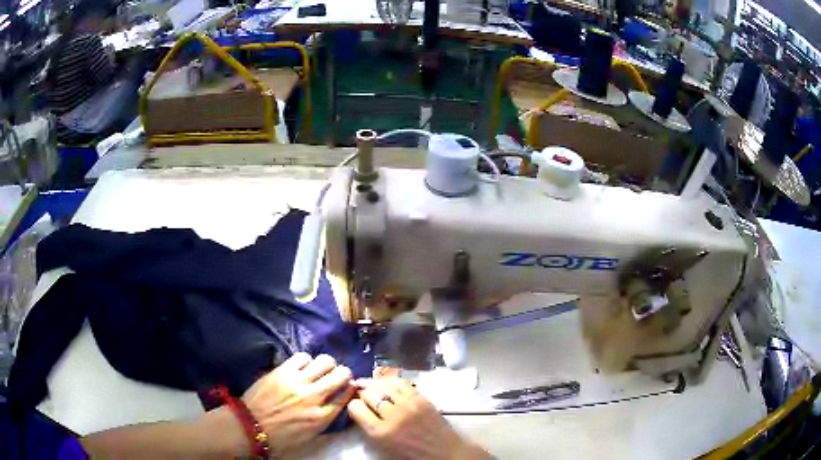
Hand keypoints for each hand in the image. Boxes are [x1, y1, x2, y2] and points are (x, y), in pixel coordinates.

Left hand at [242, 353, 353, 456]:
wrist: (250, 426)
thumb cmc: (281, 437)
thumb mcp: (310, 435)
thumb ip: (326, 418)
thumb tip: (336, 403)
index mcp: (322, 417)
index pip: (346, 395)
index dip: (350, 388)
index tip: (347, 387)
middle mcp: (314, 397)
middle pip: (341, 375)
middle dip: (343, 374)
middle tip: (336, 376)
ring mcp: (298, 382)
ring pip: (325, 361)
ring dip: (326, 365)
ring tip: (319, 369)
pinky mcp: (282, 371)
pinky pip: (303, 356)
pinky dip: (306, 360)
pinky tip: (302, 367)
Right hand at [347, 378, 490, 459]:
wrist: (443, 452)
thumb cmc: (410, 454)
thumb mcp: (382, 446)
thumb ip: (368, 427)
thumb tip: (358, 409)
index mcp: (380, 432)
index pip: (356, 407)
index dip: (352, 405)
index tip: (354, 406)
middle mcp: (393, 415)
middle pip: (368, 394)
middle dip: (361, 393)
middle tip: (360, 395)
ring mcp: (409, 404)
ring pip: (383, 385)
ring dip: (374, 384)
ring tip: (370, 385)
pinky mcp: (422, 398)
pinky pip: (401, 383)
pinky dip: (391, 382)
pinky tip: (388, 385)